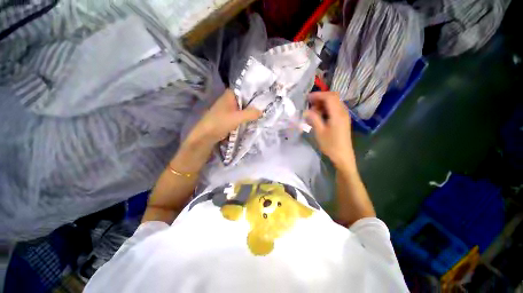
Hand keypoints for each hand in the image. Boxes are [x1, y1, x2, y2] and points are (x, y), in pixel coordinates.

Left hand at [186, 89, 261, 146]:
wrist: (206, 135)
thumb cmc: (220, 123)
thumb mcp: (237, 118)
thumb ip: (250, 114)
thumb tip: (262, 111)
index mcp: (229, 95)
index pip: (244, 89)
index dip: (254, 92)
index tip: (264, 95)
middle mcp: (228, 100)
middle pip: (244, 99)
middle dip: (253, 103)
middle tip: (266, 106)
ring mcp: (228, 109)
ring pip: (242, 108)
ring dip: (249, 111)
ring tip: (262, 113)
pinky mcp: (227, 117)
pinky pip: (239, 115)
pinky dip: (245, 117)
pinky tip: (252, 120)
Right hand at [305, 92, 353, 167]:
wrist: (343, 156)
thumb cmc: (331, 145)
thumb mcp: (320, 132)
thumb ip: (313, 119)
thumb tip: (306, 111)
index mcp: (338, 114)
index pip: (329, 97)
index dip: (318, 95)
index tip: (307, 98)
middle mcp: (343, 112)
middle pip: (333, 97)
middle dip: (320, 98)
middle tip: (309, 104)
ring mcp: (344, 116)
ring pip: (334, 103)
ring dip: (323, 104)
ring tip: (313, 112)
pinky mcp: (343, 120)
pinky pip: (335, 109)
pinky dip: (326, 109)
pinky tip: (319, 116)